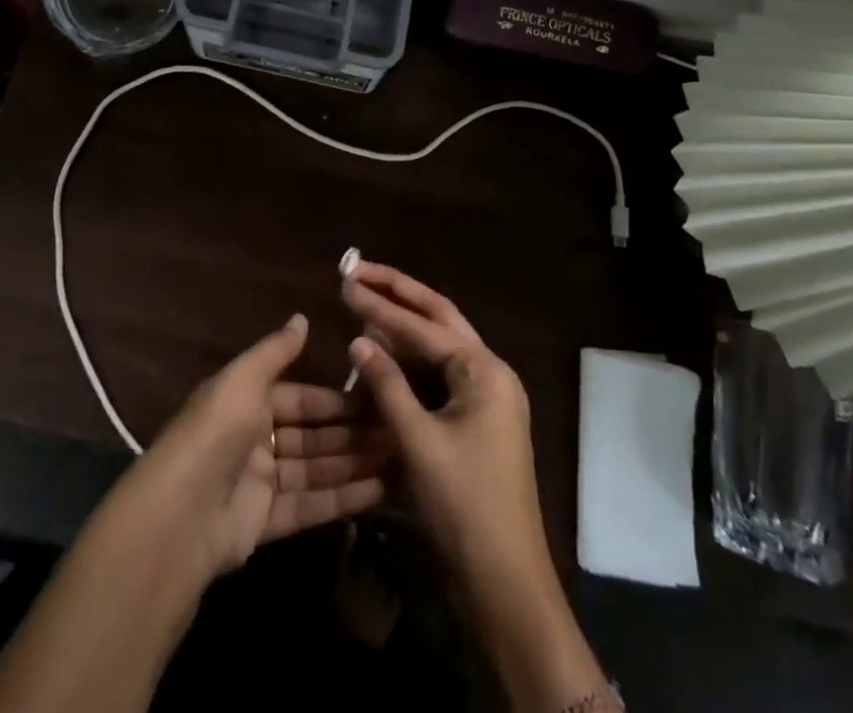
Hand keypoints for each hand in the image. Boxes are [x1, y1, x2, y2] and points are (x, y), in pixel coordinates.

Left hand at [117, 313, 386, 582]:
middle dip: (350, 433)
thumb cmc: (217, 432)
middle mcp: (254, 438)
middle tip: (395, 432)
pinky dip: (342, 497)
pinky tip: (378, 490)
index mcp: (246, 401)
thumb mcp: (244, 379)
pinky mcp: (266, 521)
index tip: (375, 397)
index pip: (299, 397)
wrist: (182, 513)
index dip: (334, 399)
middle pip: (310, 435)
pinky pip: (310, 503)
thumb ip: (276, 351)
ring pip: (314, 468)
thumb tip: (302, 317)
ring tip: (397, 458)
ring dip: (352, 463)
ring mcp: (260, 482)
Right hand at [345, 263, 614, 712]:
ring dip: (403, 325)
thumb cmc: (464, 506)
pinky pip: (439, 376)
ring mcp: (486, 397)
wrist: (506, 581)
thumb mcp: (418, 442)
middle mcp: (490, 373)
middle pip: (439, 318)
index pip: (424, 325)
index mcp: (484, 371)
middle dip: (399, 293)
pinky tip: (382, 352)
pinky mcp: (476, 420)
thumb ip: (387, 385)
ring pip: (439, 346)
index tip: (346, 282)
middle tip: (360, 271)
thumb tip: (358, 338)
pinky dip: (410, 361)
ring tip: (365, 301)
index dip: (381, 305)